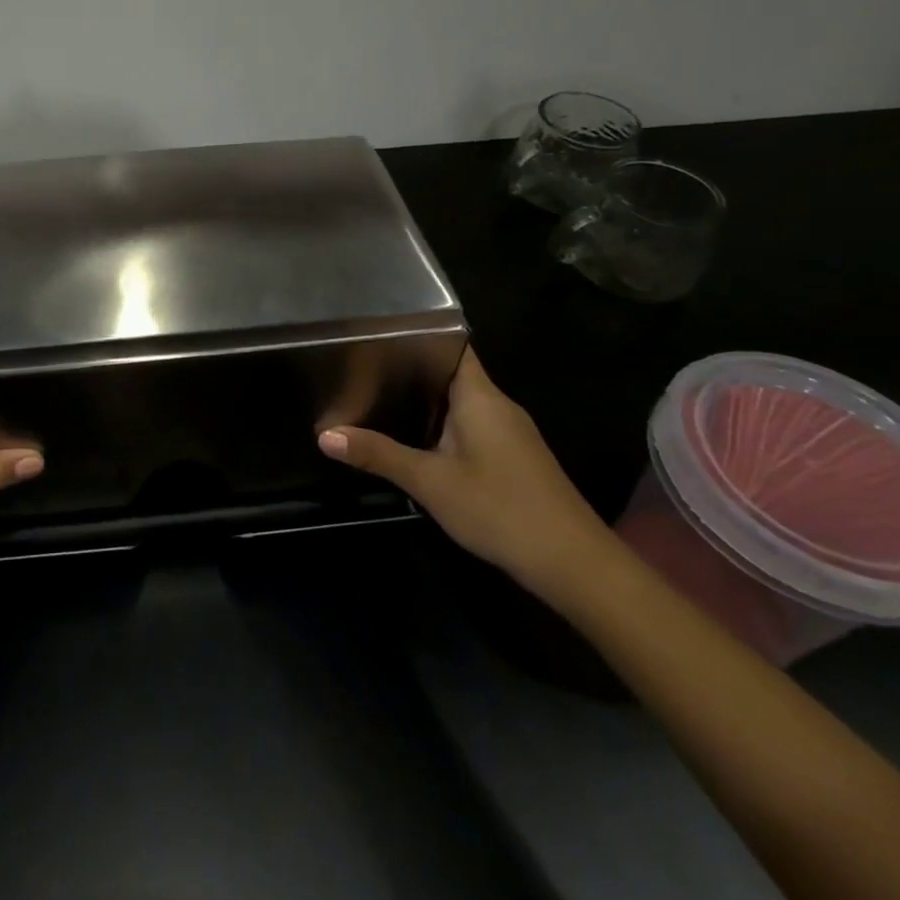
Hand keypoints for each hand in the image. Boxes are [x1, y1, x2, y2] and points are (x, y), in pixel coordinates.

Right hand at [317, 346, 608, 595]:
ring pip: (460, 402)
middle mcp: (497, 405)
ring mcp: (509, 433)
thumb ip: (378, 455)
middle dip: (409, 370)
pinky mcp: (513, 458)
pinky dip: (441, 425)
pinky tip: (414, 439)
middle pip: (450, 373)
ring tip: (375, 396)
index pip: (450, 344)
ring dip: (424, 401)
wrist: (575, 565)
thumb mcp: (430, 482)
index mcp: (480, 396)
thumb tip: (324, 435)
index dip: (416, 335)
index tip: (375, 333)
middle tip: (360, 367)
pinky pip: (470, 426)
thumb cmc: (500, 508)